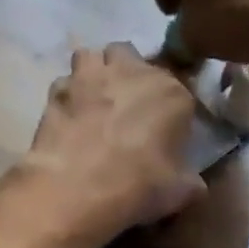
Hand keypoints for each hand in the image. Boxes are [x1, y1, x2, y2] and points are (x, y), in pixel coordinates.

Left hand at [0, 42, 205, 247]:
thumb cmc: (140, 186)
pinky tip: (68, 119)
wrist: (78, 189)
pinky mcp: (55, 93)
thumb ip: (191, 179)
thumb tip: (193, 184)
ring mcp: (89, 77)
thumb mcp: (183, 192)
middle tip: (126, 106)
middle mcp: (131, 72)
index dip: (169, 107)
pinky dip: (66, 98)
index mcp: (171, 92)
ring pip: (90, 57)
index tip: (165, 128)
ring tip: (93, 103)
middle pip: (129, 56)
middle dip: (128, 73)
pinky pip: (63, 85)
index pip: (179, 87)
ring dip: (93, 74)